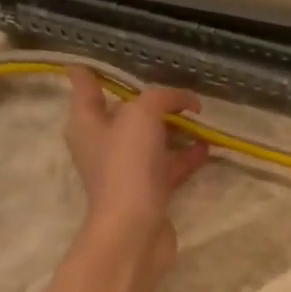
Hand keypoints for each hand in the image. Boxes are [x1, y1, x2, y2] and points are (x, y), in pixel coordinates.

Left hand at [64, 74, 209, 276]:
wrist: (135, 229)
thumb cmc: (127, 166)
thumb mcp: (142, 116)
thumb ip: (162, 98)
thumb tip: (187, 100)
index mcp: (87, 123)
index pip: (84, 86)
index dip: (91, 72)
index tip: (102, 62)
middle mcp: (102, 145)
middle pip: (123, 114)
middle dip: (147, 101)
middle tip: (175, 92)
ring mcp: (126, 170)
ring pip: (149, 141)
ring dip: (172, 129)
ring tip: (199, 118)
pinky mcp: (149, 192)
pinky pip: (168, 166)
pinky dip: (185, 155)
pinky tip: (205, 147)